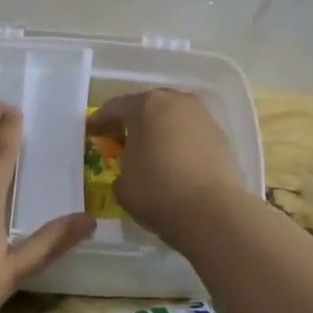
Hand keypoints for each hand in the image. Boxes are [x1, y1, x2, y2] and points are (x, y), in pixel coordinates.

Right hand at [87, 89, 242, 243]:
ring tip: (150, 151)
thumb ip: (120, 168)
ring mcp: (201, 116)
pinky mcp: (221, 135)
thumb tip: (128, 170)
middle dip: (132, 121)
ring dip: (159, 129)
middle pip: (146, 106)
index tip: (91, 133)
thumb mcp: (122, 184)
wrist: (212, 211)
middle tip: (120, 140)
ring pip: (172, 117)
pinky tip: (174, 161)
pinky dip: (179, 141)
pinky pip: (190, 132)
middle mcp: (175, 101)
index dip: (99, 122)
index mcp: (144, 106)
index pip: (114, 108)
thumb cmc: (157, 192)